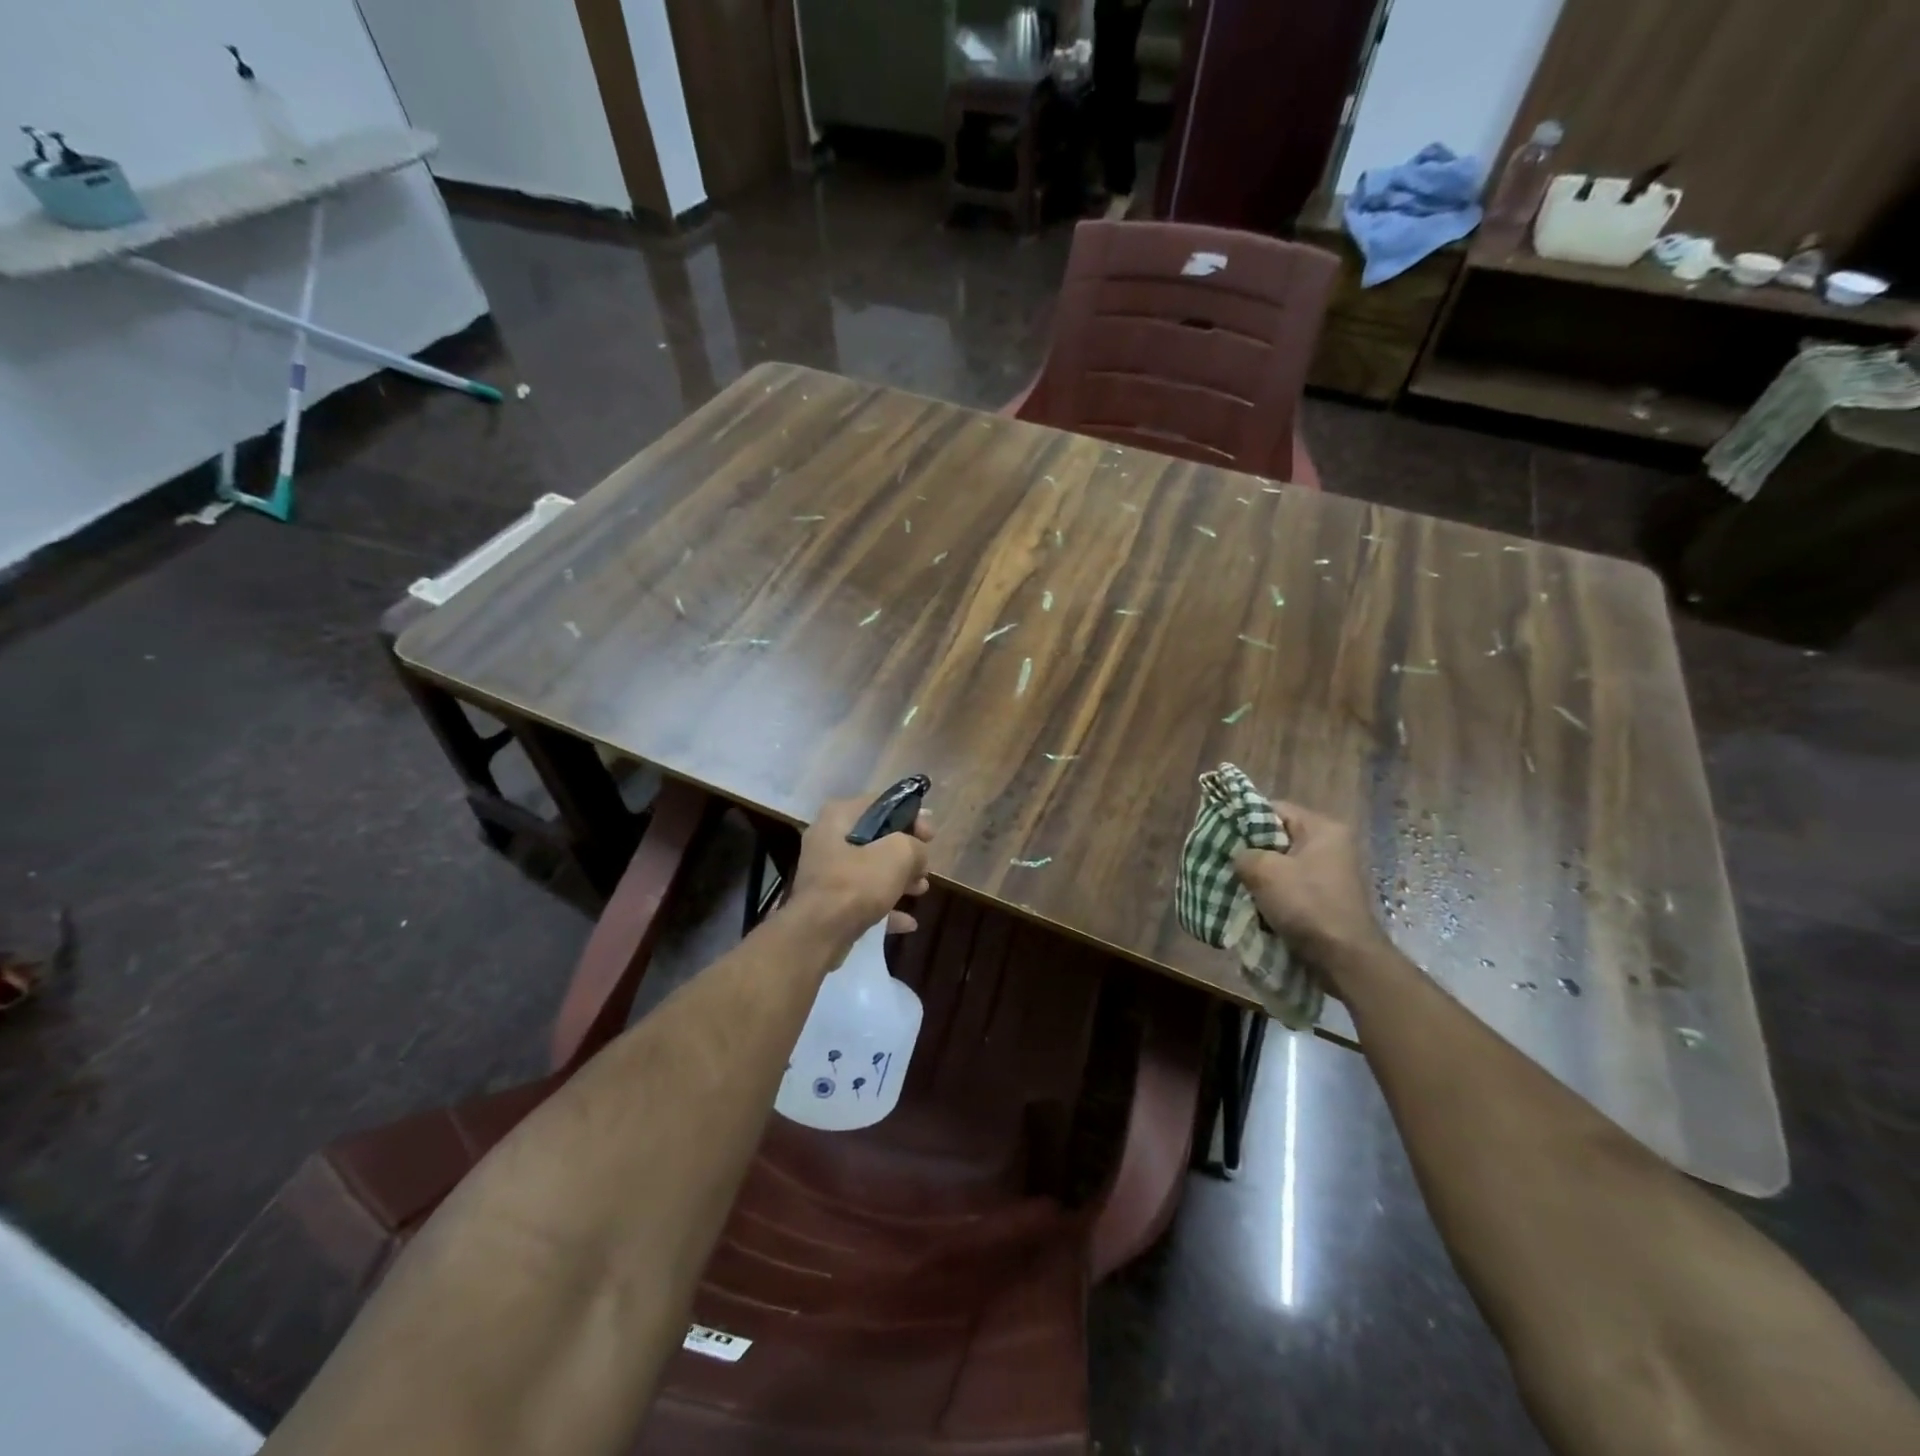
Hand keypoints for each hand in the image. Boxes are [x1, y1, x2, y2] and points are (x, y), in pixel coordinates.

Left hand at [788, 795, 933, 940]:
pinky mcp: (828, 902)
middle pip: (877, 838)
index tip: (931, 835)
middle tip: (926, 866)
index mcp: (839, 816)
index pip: (882, 804)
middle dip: (906, 853)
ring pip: (871, 869)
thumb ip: (915, 846)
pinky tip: (908, 922)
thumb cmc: (857, 884)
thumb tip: (918, 854)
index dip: (911, 816)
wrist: (818, 934)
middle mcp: (828, 839)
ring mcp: (826, 872)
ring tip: (921, 890)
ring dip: (899, 879)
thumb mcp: (898, 854)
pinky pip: (863, 897)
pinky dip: (885, 905)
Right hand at [1232, 800, 1387, 978]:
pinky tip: (1253, 905)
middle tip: (1224, 862)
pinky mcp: (1325, 900)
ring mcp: (1329, 875)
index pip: (1275, 809)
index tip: (1221, 834)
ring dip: (1259, 877)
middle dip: (1250, 851)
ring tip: (1234, 885)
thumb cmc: (1307, 905)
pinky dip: (1271, 895)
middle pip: (1277, 838)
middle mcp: (1330, 847)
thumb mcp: (1264, 871)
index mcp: (1322, 829)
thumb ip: (1243, 854)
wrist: (1345, 959)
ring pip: (1281, 865)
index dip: (1244, 818)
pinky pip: (1290, 888)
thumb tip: (1239, 857)